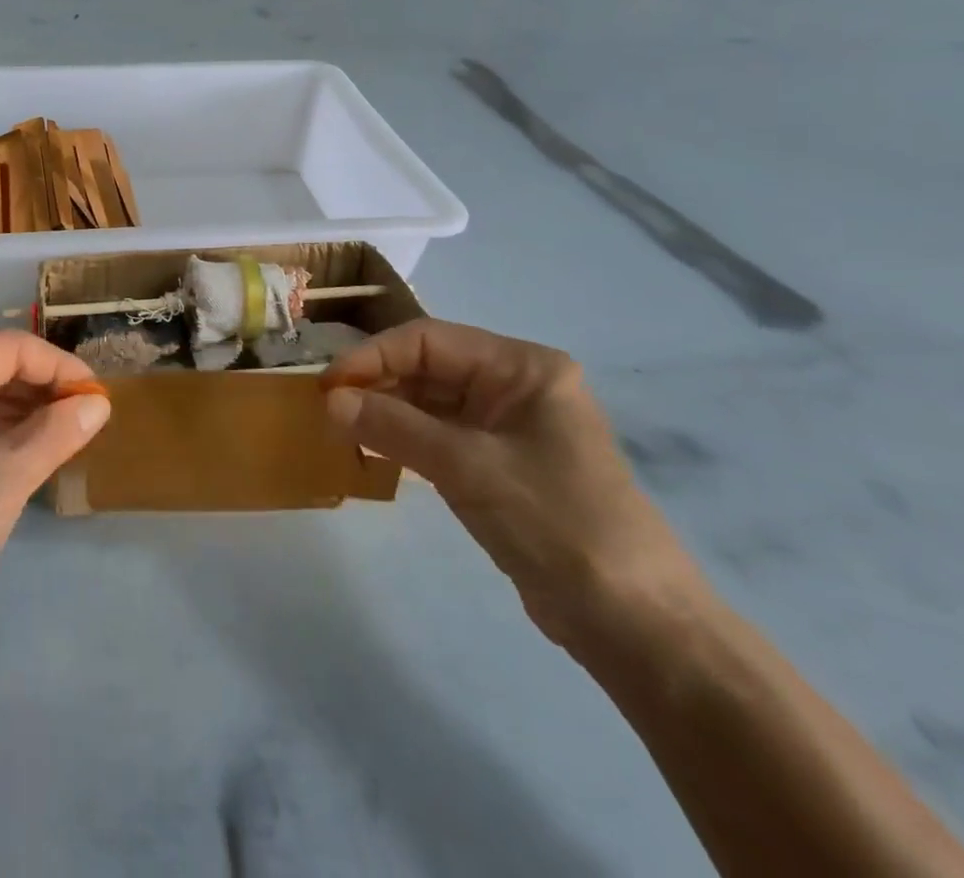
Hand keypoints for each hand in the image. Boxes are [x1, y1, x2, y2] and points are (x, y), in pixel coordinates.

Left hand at [0, 332, 110, 687]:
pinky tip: (30, 447)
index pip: (5, 349)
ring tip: (67, 431)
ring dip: (21, 408)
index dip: (57, 365)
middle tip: (86, 414)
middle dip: (40, 386)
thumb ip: (58, 432)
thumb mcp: (7, 479)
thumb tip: (100, 402)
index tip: (97, 393)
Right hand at [323, 318, 707, 652]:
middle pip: (429, 366)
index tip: (329, 385)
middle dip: (378, 383)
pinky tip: (374, 452)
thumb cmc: (556, 523)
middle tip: (328, 410)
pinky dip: (406, 440)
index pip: (430, 339)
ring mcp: (509, 426)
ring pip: (431, 401)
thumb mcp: (468, 467)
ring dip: (387, 412)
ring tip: (342, 430)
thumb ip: (394, 427)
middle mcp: (516, 385)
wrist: (635, 625)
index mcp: (522, 367)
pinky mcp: (501, 463)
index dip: (374, 356)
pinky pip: (441, 435)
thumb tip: (329, 400)